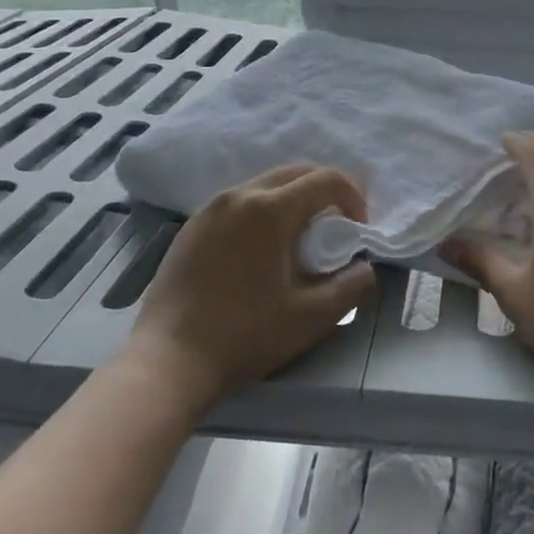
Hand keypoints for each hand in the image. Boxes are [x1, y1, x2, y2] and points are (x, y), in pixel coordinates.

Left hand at [121, 164, 375, 414]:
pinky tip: (260, 250)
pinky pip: (238, 202)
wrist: (168, 361)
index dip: (353, 197)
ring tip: (299, 239)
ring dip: (292, 200)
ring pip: (265, 184)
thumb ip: (351, 286)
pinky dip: (262, 211)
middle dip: (324, 191)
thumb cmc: (245, 335)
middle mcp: (239, 194)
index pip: (326, 179)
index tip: (357, 230)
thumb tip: (365, 267)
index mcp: (270, 208)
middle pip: (296, 172)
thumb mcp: (311, 317)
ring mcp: (210, 208)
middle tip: (336, 227)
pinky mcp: (192, 226)